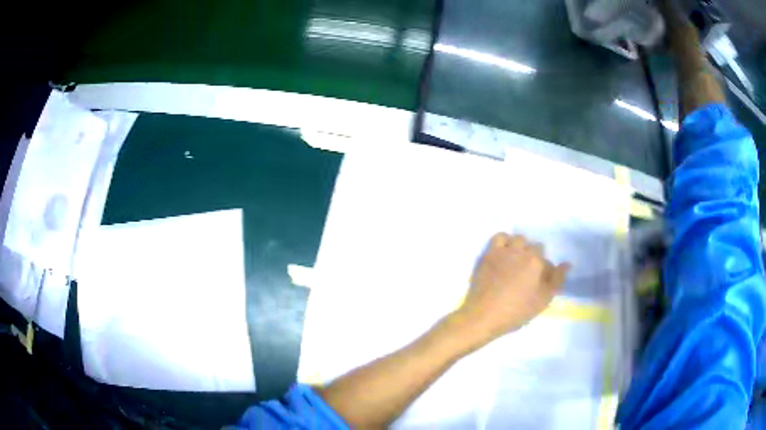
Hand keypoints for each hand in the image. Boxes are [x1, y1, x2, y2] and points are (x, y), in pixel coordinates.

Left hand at [452, 233, 569, 344]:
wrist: (484, 315)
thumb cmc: (516, 311)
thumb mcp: (543, 300)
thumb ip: (557, 280)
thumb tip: (567, 264)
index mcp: (536, 262)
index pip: (546, 258)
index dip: (543, 269)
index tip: (538, 280)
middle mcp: (521, 251)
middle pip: (533, 246)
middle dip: (533, 256)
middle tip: (527, 271)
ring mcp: (503, 251)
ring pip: (517, 238)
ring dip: (520, 246)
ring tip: (516, 260)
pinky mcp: (488, 254)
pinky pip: (498, 237)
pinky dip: (503, 241)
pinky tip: (503, 252)